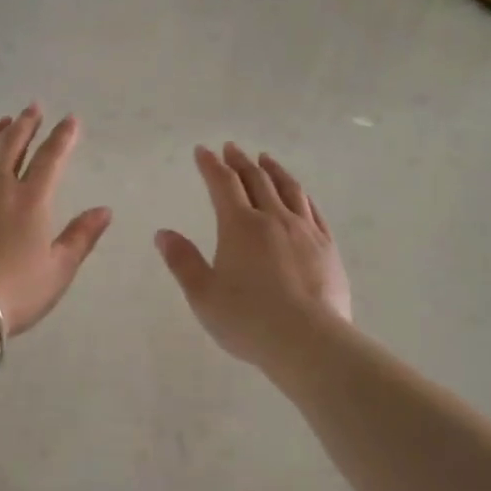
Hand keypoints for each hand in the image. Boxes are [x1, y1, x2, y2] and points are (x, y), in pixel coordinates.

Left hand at [0, 105, 113, 334]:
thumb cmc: (14, 291)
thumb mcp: (59, 270)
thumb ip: (82, 236)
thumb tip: (104, 210)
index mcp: (31, 199)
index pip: (51, 157)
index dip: (63, 136)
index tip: (70, 119)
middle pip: (11, 143)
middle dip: (26, 123)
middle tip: (33, 108)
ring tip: (2, 122)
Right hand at [156, 144, 351, 368]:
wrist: (310, 342)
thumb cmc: (249, 320)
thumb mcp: (203, 295)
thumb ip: (183, 261)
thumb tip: (163, 233)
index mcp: (239, 226)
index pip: (223, 184)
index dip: (211, 165)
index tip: (202, 151)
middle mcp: (273, 219)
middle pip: (256, 180)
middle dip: (240, 161)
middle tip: (231, 148)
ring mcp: (305, 231)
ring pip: (288, 189)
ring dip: (273, 171)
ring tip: (266, 160)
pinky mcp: (327, 248)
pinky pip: (313, 210)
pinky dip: (301, 195)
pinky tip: (300, 195)